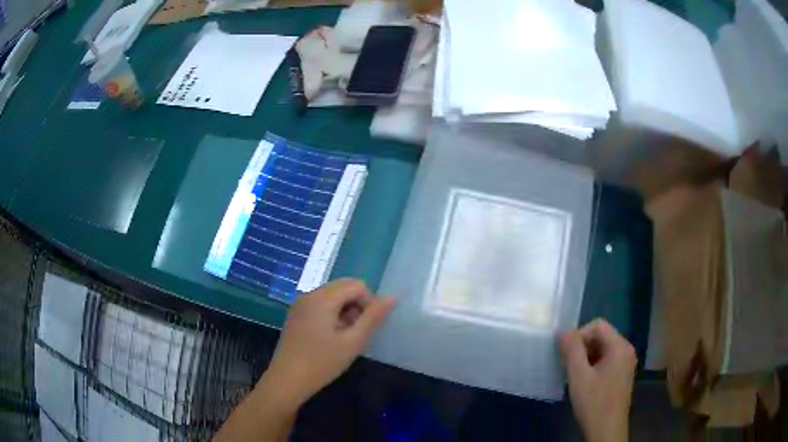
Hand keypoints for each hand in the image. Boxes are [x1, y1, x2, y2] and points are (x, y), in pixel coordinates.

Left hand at [261, 279, 395, 408]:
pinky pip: (320, 305)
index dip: (369, 303)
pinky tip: (330, 338)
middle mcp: (309, 294)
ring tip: (344, 338)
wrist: (287, 380)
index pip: (357, 285)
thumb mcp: (353, 342)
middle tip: (356, 333)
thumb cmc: (322, 362)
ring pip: (332, 296)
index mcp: (323, 297)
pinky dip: (332, 315)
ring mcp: (300, 304)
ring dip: (345, 311)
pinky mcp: (296, 315)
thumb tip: (393, 296)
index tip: (367, 327)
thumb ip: (374, 317)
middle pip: (343, 287)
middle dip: (357, 306)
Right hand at [560, 319, 636, 441]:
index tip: (566, 354)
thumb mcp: (579, 376)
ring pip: (602, 349)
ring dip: (586, 357)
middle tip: (568, 366)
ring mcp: (625, 363)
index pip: (598, 325)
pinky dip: (593, 365)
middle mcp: (626, 350)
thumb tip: (563, 332)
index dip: (579, 335)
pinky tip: (583, 382)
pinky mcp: (622, 375)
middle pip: (601, 336)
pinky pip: (606, 360)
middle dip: (582, 347)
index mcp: (620, 346)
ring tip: (574, 375)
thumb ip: (571, 351)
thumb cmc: (594, 402)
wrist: (607, 430)